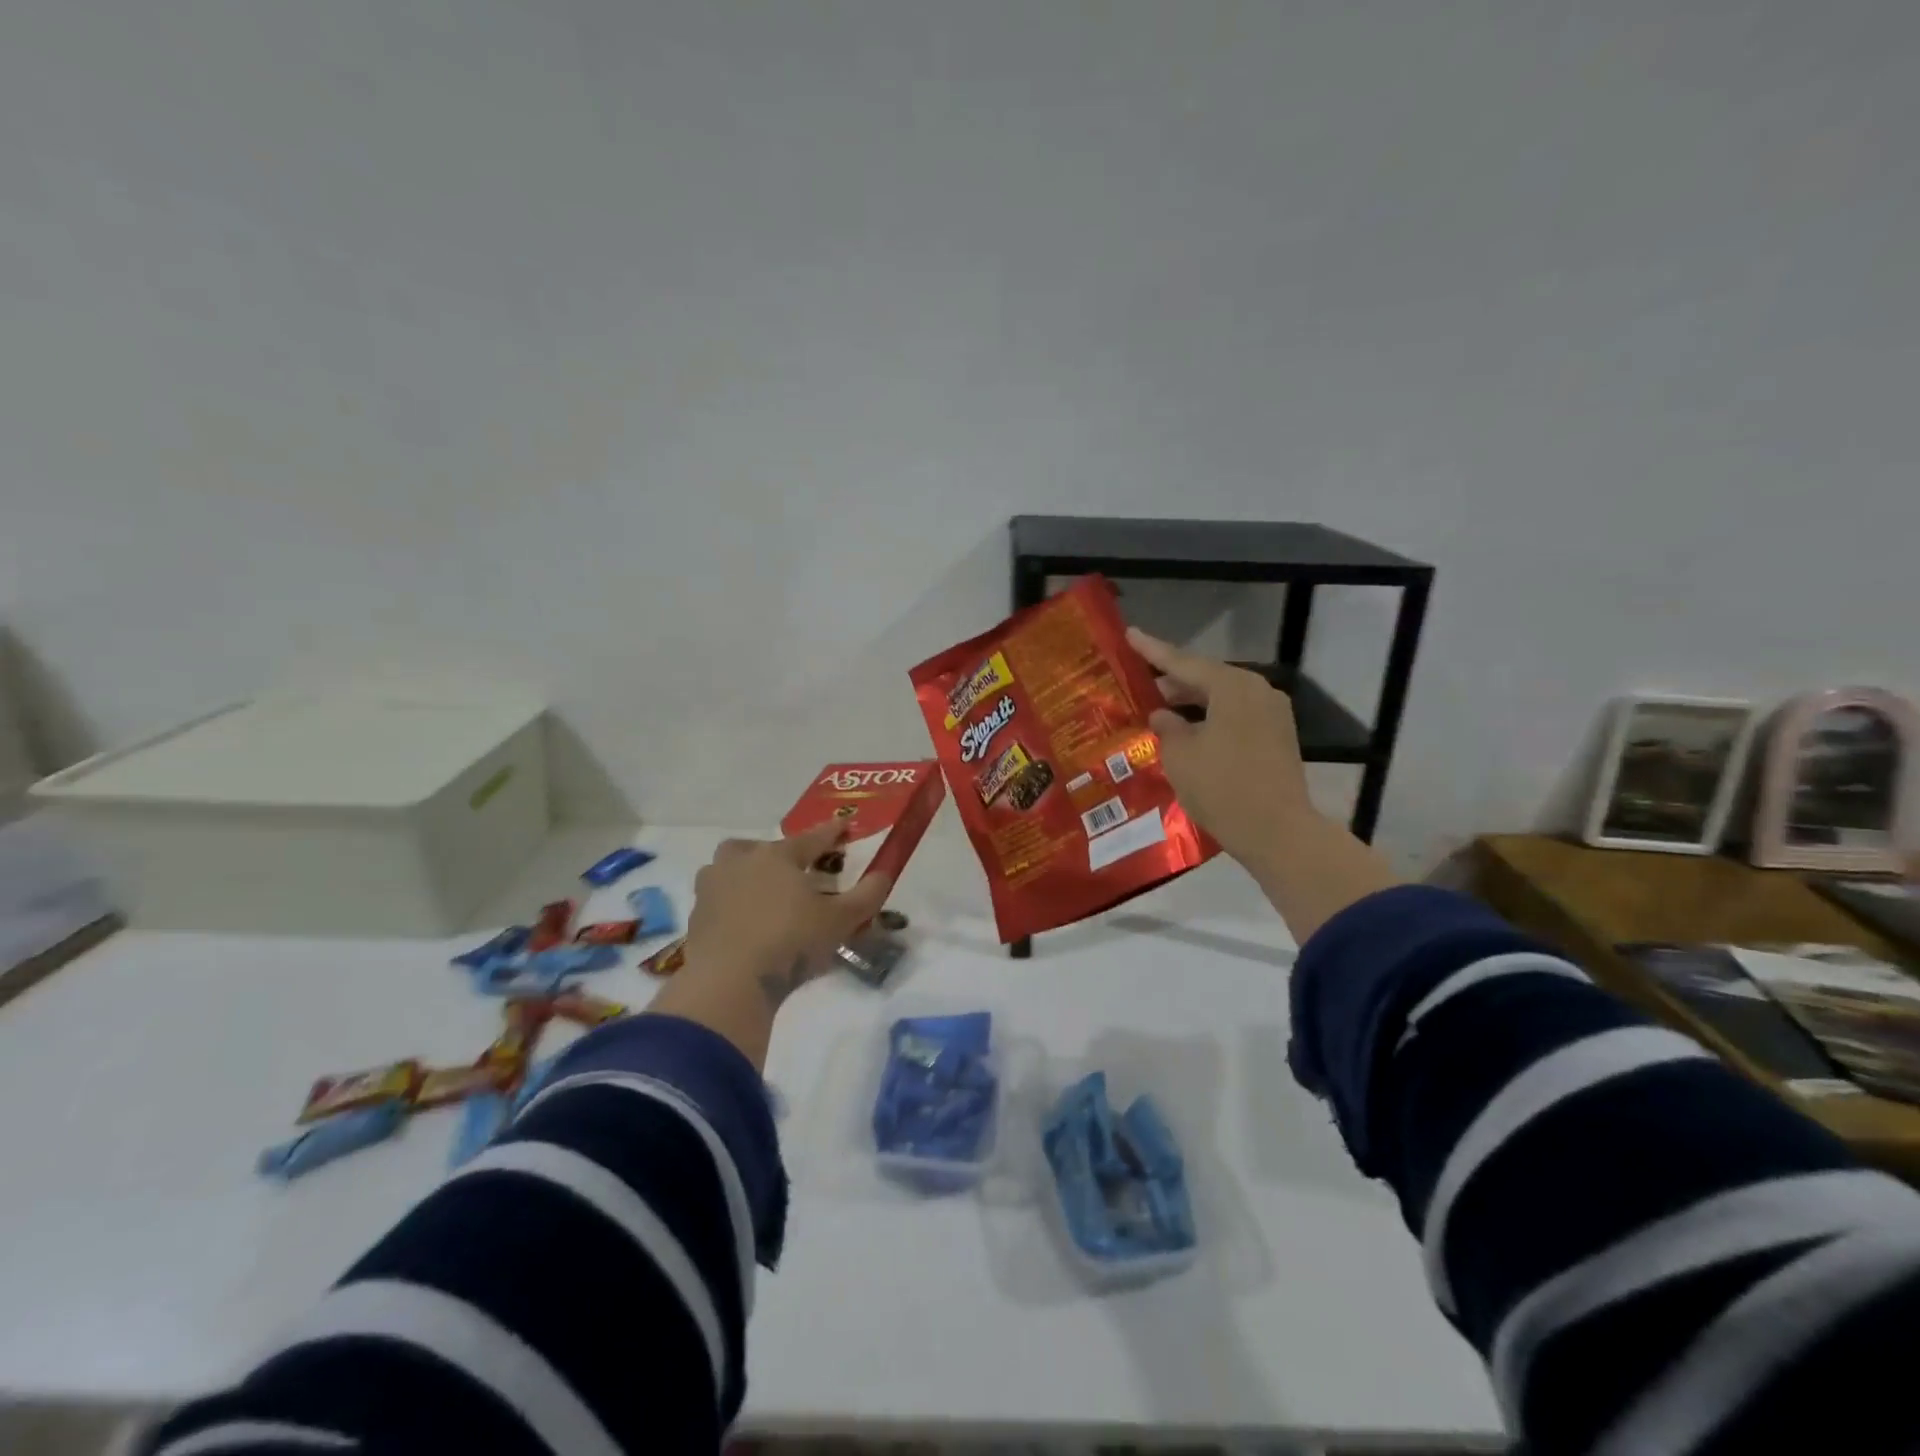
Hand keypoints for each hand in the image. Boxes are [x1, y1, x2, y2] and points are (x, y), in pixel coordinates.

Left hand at [683, 822, 891, 1010]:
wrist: (729, 983)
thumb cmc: (791, 942)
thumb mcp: (840, 921)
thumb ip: (867, 896)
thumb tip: (884, 874)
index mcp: (777, 857)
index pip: (811, 838)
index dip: (831, 833)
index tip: (844, 825)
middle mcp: (740, 864)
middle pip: (754, 847)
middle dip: (771, 852)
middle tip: (788, 870)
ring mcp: (712, 890)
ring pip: (725, 869)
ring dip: (742, 876)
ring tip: (760, 897)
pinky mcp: (696, 920)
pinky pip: (715, 902)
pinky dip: (729, 907)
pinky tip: (743, 925)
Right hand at [1127, 627, 1318, 869]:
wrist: (1278, 832)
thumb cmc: (1222, 787)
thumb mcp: (1180, 755)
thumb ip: (1167, 727)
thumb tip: (1162, 716)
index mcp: (1233, 686)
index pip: (1183, 662)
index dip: (1152, 651)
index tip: (1130, 635)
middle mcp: (1257, 691)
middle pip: (1207, 679)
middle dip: (1172, 683)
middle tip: (1139, 686)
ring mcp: (1272, 715)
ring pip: (1222, 699)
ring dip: (1191, 704)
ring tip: (1158, 712)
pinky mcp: (1277, 738)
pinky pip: (1235, 717)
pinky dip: (1210, 719)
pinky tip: (1187, 733)